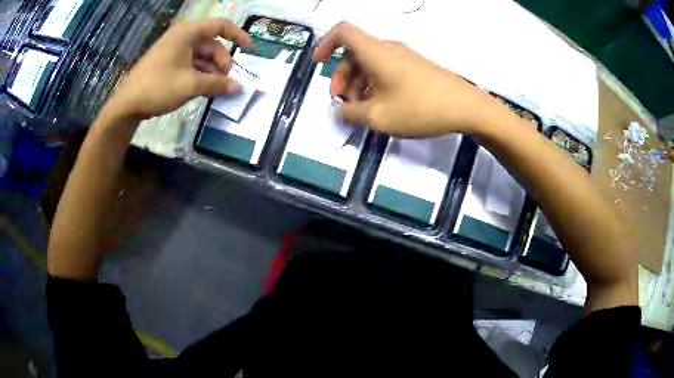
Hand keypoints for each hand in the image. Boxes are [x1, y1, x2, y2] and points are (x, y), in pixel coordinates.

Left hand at [102, 19, 253, 122]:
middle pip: (212, 44)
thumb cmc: (157, 87)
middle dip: (223, 62)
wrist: (126, 105)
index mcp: (188, 33)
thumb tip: (239, 88)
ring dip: (212, 71)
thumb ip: (217, 84)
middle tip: (227, 82)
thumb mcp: (190, 85)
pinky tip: (205, 89)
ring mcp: (175, 50)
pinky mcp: (169, 63)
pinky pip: (191, 64)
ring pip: (202, 56)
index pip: (221, 26)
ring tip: (217, 90)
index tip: (250, 51)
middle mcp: (183, 37)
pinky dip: (201, 75)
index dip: (239, 36)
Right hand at [314, 22, 501, 137]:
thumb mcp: (378, 117)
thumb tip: (339, 111)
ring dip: (358, 84)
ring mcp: (404, 57)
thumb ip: (351, 113)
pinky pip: (386, 69)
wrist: (465, 107)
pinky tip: (379, 106)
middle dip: (342, 77)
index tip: (319, 62)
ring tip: (360, 110)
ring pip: (370, 63)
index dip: (325, 43)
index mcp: (374, 52)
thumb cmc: (419, 108)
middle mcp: (388, 49)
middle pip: (354, 53)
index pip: (342, 32)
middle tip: (341, 102)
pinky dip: (375, 84)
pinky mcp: (415, 67)